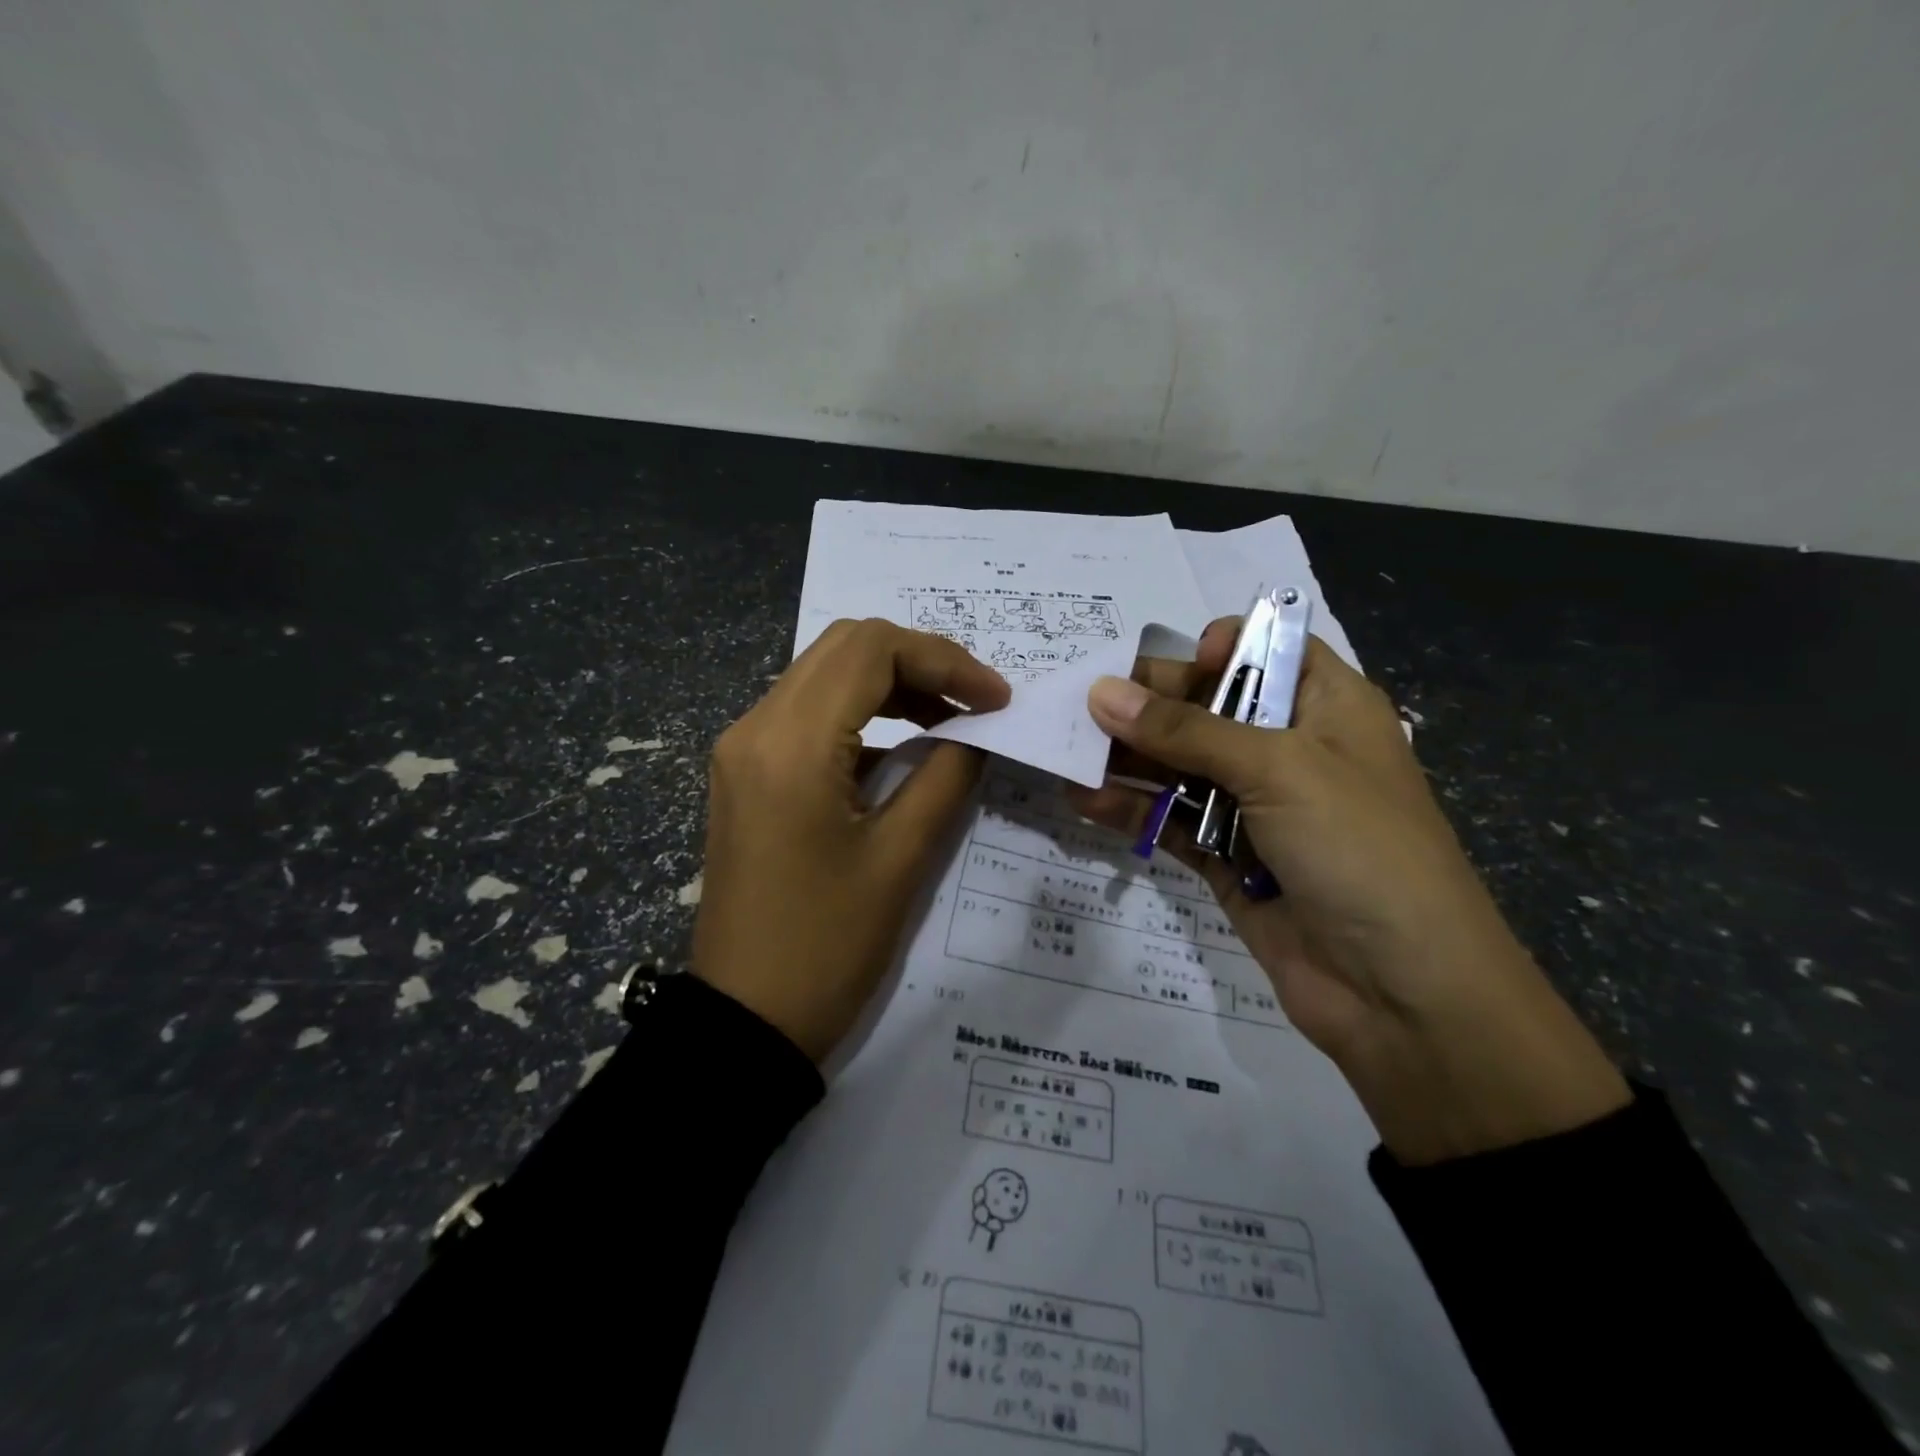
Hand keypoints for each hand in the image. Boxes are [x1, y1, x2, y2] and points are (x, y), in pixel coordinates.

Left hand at [693, 619, 1009, 1062]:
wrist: (745, 1021)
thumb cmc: (827, 946)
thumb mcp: (902, 859)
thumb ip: (947, 776)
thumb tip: (977, 732)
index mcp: (792, 743)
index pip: (873, 650)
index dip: (946, 660)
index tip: (998, 699)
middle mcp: (756, 727)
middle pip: (845, 647)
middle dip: (920, 662)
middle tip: (975, 703)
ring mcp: (742, 748)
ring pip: (824, 674)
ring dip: (890, 683)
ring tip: (949, 721)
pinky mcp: (745, 773)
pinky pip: (807, 713)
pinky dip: (861, 712)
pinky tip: (902, 747)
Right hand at [1072, 621, 1628, 1163]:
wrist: (1402, 993)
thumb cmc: (1358, 847)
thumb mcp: (1278, 769)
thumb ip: (1185, 731)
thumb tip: (1100, 693)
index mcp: (1327, 707)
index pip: (1267, 650)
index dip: (1217, 648)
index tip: (1169, 665)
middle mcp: (1290, 749)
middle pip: (1209, 708)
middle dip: (1148, 705)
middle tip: (1081, 705)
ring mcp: (1257, 808)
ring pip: (1181, 767)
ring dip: (1128, 759)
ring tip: (1066, 750)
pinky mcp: (1228, 859)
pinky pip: (1172, 822)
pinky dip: (1132, 811)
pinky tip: (1084, 800)